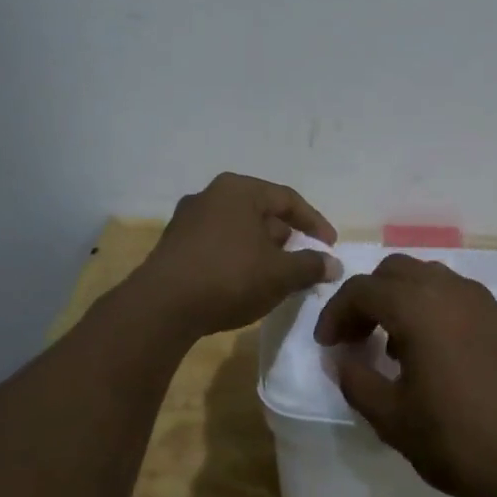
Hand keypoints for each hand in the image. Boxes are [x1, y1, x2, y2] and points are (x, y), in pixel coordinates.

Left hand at [130, 174, 340, 339]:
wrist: (162, 306)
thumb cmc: (230, 277)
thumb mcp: (280, 274)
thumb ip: (311, 266)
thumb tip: (334, 264)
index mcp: (239, 189)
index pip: (288, 199)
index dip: (314, 223)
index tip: (330, 247)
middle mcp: (211, 195)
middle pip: (260, 212)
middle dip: (286, 237)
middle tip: (302, 261)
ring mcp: (187, 219)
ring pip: (237, 229)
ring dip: (260, 249)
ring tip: (275, 275)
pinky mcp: (173, 245)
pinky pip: (217, 245)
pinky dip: (237, 258)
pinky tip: (243, 283)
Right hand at [313, 254, 496, 496]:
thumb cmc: (459, 441)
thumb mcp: (392, 419)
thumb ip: (357, 381)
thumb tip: (340, 359)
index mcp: (418, 307)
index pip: (362, 289)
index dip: (335, 313)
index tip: (327, 344)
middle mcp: (450, 290)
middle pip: (395, 272)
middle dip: (367, 298)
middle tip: (354, 337)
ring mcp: (482, 302)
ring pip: (427, 278)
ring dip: (400, 300)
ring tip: (391, 346)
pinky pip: (454, 295)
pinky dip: (430, 308)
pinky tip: (430, 353)